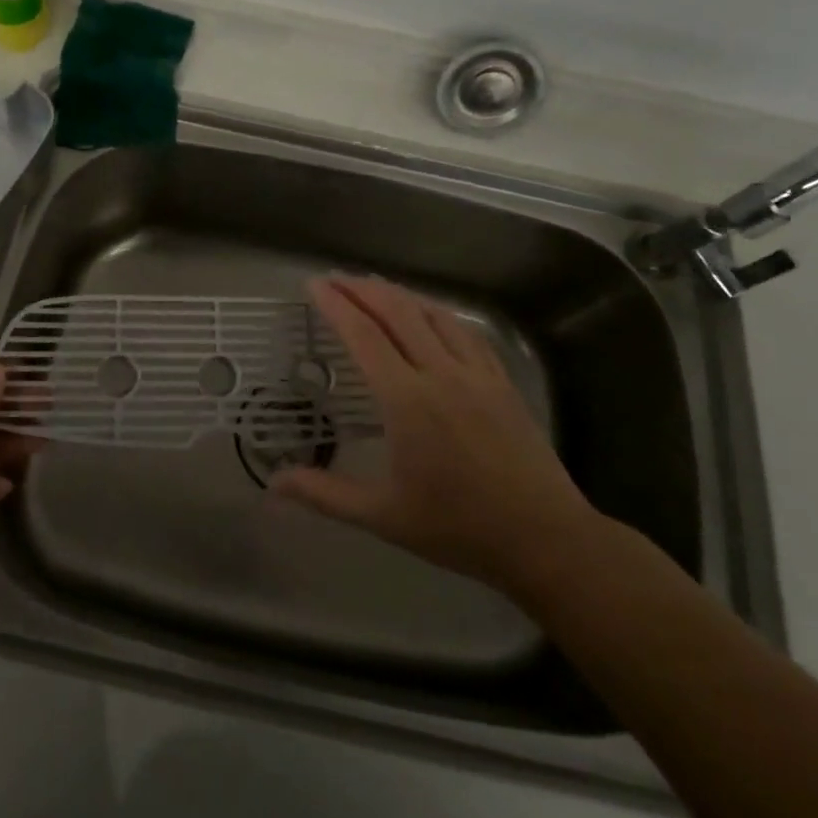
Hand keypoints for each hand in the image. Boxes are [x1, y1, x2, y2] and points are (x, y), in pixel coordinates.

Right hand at [272, 277, 598, 601]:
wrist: (544, 538)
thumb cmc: (458, 528)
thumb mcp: (384, 516)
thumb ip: (325, 495)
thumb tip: (273, 484)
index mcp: (407, 401)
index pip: (364, 337)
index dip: (337, 306)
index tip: (315, 286)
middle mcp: (441, 375)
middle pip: (398, 313)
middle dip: (363, 290)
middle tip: (336, 278)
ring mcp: (477, 375)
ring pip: (434, 316)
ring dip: (400, 295)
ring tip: (374, 286)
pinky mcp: (502, 382)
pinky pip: (466, 332)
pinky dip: (439, 313)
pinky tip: (431, 314)